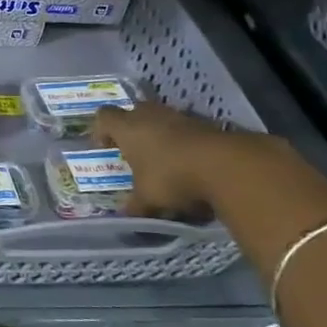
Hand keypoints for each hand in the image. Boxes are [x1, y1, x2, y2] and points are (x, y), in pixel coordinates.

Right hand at [90, 101, 237, 218]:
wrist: (226, 166)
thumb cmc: (171, 177)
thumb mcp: (147, 199)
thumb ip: (135, 205)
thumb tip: (127, 213)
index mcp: (128, 128)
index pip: (104, 117)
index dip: (101, 131)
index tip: (106, 149)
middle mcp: (151, 115)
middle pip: (134, 112)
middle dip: (132, 130)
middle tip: (135, 152)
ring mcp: (180, 116)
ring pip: (162, 119)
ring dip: (161, 135)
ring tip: (165, 161)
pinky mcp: (206, 123)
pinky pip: (187, 129)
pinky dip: (185, 143)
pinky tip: (191, 164)